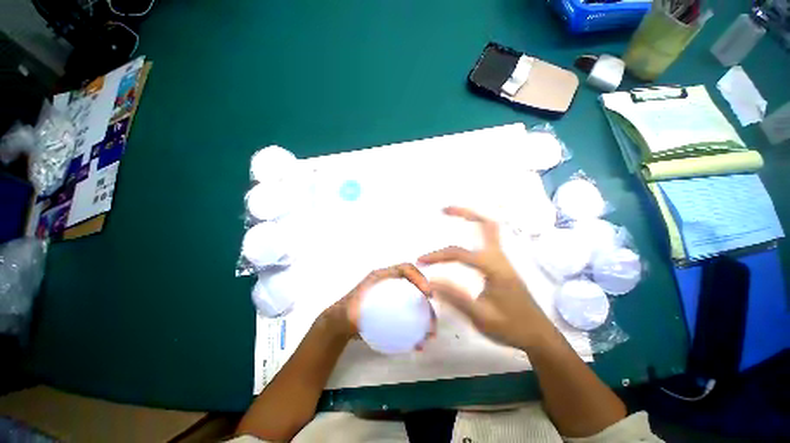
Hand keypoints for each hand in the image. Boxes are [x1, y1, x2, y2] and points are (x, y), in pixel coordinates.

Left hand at [320, 263, 432, 341]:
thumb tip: (368, 318)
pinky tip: (418, 342)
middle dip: (427, 302)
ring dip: (426, 315)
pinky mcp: (395, 308)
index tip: (427, 294)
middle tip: (432, 321)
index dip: (419, 277)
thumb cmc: (345, 311)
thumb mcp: (350, 310)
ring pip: (416, 301)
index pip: (405, 269)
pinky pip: (411, 312)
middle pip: (415, 286)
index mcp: (382, 277)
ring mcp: (394, 296)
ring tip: (430, 334)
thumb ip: (356, 313)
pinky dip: (417, 325)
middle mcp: (391, 284)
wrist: (340, 323)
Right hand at [418, 207, 552, 349]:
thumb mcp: (481, 316)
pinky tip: (467, 234)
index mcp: (493, 268)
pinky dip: (477, 229)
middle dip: (465, 213)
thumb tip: (431, 280)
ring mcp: (503, 260)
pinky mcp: (502, 265)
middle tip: (445, 210)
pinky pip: (489, 239)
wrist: (539, 335)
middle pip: (486, 224)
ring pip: (490, 229)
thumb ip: (456, 297)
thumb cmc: (512, 327)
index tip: (421, 262)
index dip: (437, 255)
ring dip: (472, 218)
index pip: (459, 254)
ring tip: (452, 215)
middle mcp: (499, 257)